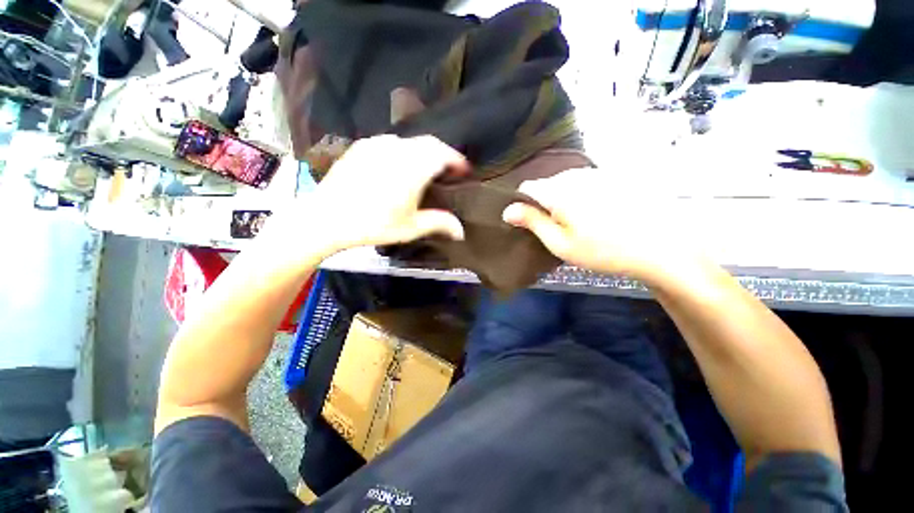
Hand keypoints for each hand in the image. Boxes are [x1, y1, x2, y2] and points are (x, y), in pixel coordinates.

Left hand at [265, 135, 467, 258]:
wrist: (326, 217)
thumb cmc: (373, 224)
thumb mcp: (410, 227)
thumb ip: (439, 223)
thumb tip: (461, 232)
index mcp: (413, 167)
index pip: (444, 153)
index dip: (457, 160)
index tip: (464, 171)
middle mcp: (398, 149)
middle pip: (429, 143)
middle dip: (443, 154)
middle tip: (448, 171)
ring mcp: (377, 144)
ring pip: (410, 141)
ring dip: (424, 152)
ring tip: (425, 169)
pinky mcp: (362, 147)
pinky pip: (391, 143)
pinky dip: (404, 151)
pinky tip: (399, 167)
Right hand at [503, 168, 706, 283]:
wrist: (662, 246)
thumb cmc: (603, 251)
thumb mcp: (561, 244)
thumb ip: (533, 222)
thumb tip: (507, 210)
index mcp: (559, 191)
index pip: (527, 187)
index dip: (523, 204)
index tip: (530, 222)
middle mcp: (576, 174)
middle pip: (547, 183)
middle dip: (545, 202)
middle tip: (557, 227)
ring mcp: (597, 172)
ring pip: (566, 181)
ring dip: (564, 198)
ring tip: (579, 222)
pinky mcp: (615, 174)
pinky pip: (586, 180)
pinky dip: (582, 194)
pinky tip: (597, 213)